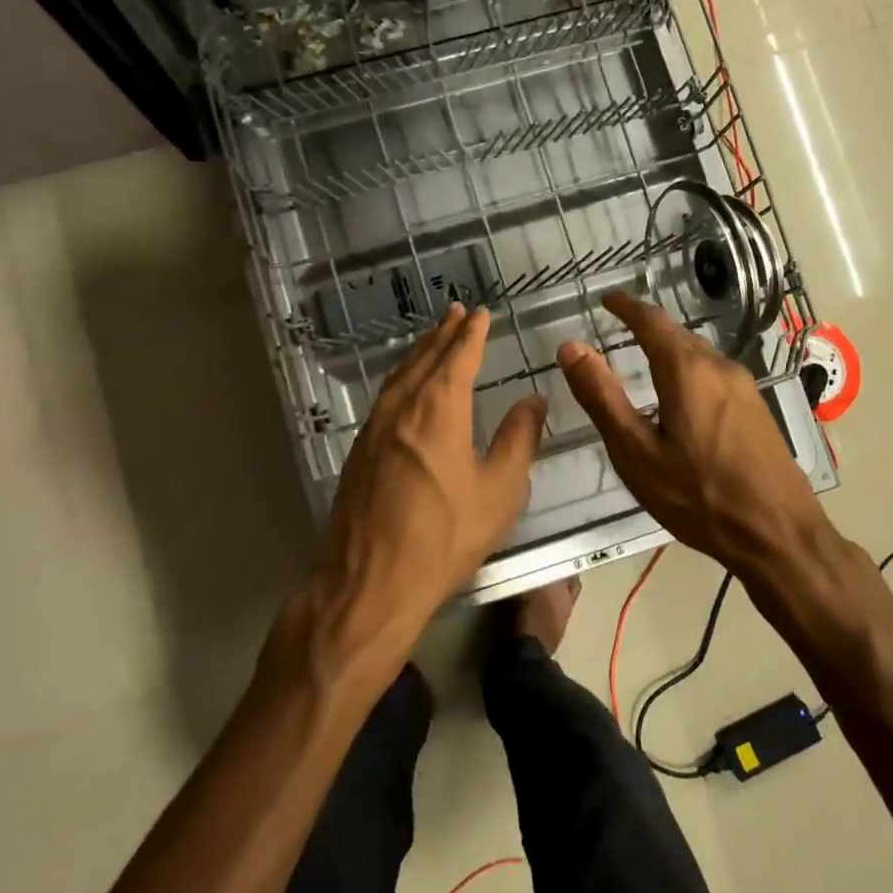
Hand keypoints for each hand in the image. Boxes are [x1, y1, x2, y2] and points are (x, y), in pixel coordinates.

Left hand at [307, 303, 546, 671]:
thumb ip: (519, 440)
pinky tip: (406, 388)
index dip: (472, 333)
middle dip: (443, 333)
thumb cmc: (445, 536)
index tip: (481, 313)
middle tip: (456, 312)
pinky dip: (402, 378)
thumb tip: (533, 401)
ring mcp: (374, 427)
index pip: (458, 356)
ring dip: (420, 352)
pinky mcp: (359, 450)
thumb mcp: (500, 491)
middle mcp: (402, 406)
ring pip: (400, 375)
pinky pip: (385, 397)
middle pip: (425, 357)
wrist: (372, 581)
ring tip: (433, 339)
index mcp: (439, 408)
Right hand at [557, 292, 825, 577]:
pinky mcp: (758, 410)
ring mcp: (745, 388)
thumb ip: (602, 397)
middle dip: (647, 328)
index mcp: (687, 371)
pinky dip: (688, 372)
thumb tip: (571, 347)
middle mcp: (720, 368)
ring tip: (643, 362)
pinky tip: (680, 398)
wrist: (779, 536)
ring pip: (698, 356)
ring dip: (669, 351)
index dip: (626, 307)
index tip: (607, 300)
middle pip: (677, 336)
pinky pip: (714, 376)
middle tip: (618, 330)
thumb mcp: (636, 452)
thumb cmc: (699, 497)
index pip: (652, 321)